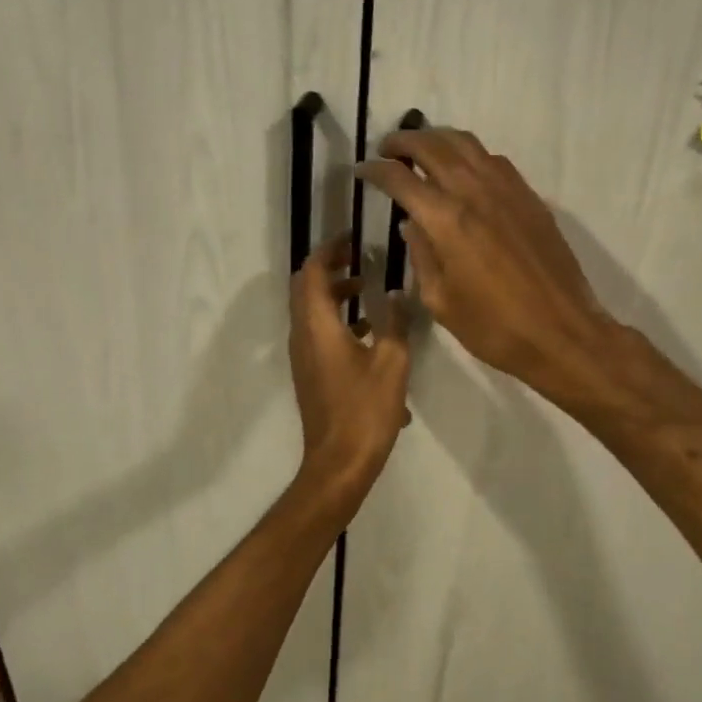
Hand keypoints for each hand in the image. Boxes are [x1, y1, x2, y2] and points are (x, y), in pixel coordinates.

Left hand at [289, 232, 411, 484]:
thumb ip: (395, 322)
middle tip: (359, 258)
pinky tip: (369, 333)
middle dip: (330, 267)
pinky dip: (336, 319)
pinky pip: (317, 332)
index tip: (352, 238)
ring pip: (311, 311)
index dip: (330, 250)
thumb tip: (398, 294)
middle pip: (306, 287)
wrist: (338, 463)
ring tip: (368, 291)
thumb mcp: (391, 362)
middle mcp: (303, 335)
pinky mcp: (309, 372)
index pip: (314, 272)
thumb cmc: (365, 410)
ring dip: (334, 295)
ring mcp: (303, 356)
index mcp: (318, 326)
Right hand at [358, 129, 615, 395]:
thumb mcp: (440, 301)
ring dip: (437, 139)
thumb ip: (421, 255)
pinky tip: (464, 171)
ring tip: (422, 150)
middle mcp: (474, 192)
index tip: (362, 170)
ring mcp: (507, 190)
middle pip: (432, 146)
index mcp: (446, 220)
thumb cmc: (494, 327)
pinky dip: (470, 154)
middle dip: (403, 141)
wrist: (561, 333)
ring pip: (466, 144)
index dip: (375, 169)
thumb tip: (411, 224)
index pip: (400, 178)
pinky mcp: (529, 197)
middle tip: (387, 149)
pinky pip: (494, 160)